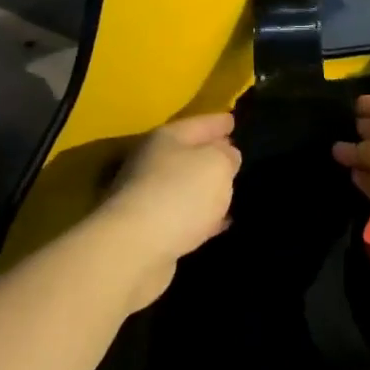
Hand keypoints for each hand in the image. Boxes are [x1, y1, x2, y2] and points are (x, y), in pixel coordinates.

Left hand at [100, 113, 240, 309]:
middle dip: (209, 155)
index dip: (218, 122)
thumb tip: (226, 155)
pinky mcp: (148, 230)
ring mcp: (146, 198)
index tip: (233, 121)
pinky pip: (182, 216)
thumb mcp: (217, 164)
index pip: (199, 123)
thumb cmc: (180, 193)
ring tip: (230, 192)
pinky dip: (200, 217)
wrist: (135, 249)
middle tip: (234, 157)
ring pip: (183, 186)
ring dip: (204, 189)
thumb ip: (227, 155)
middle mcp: (151, 163)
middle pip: (186, 154)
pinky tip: (218, 223)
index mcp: (166, 139)